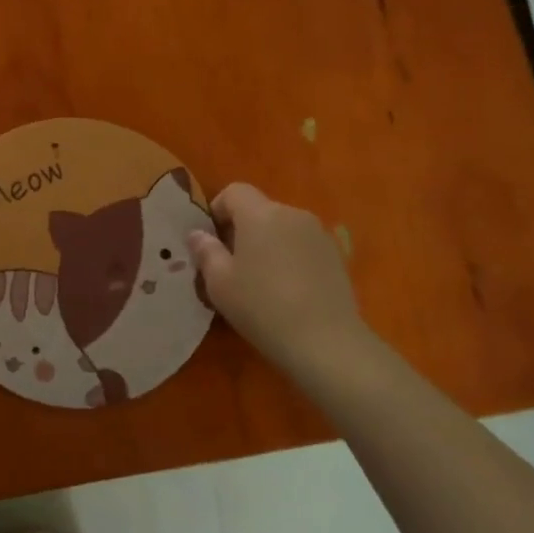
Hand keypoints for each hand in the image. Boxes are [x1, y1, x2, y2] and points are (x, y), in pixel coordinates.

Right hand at [188, 183, 371, 377]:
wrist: (325, 341)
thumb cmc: (262, 306)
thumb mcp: (219, 283)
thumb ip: (205, 251)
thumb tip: (197, 234)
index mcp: (261, 214)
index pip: (234, 191)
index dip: (217, 210)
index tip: (211, 241)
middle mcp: (292, 214)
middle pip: (260, 209)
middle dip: (242, 230)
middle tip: (230, 265)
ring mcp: (319, 234)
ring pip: (282, 228)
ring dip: (267, 244)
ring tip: (259, 281)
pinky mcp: (336, 256)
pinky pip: (302, 246)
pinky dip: (289, 257)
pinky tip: (286, 291)